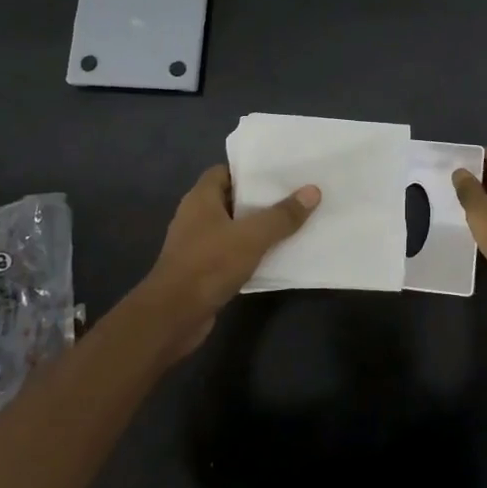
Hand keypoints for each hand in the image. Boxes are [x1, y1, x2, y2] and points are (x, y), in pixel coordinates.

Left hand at [136, 166, 319, 356]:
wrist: (174, 316)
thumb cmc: (209, 265)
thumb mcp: (252, 236)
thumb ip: (282, 215)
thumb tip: (313, 191)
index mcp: (201, 198)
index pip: (225, 172)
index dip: (250, 171)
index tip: (280, 173)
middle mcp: (196, 217)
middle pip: (232, 200)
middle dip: (261, 200)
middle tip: (295, 196)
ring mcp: (198, 245)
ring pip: (234, 229)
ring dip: (258, 228)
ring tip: (293, 223)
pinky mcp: (203, 270)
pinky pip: (232, 253)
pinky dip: (251, 253)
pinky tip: (277, 256)